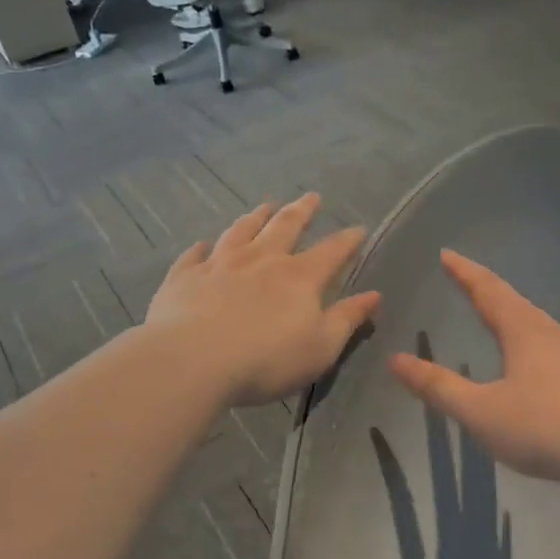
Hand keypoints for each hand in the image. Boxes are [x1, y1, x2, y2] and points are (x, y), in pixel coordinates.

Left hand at [147, 194, 379, 407]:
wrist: (192, 361)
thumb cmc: (266, 360)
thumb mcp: (321, 347)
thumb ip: (347, 319)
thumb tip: (374, 295)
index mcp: (299, 277)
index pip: (331, 251)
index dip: (348, 239)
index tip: (358, 228)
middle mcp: (261, 260)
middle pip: (285, 226)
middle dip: (302, 211)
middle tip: (311, 197)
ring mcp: (220, 264)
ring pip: (241, 231)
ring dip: (255, 217)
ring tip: (264, 207)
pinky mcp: (185, 277)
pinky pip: (195, 255)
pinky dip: (201, 247)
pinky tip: (202, 244)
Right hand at [388, 251, 559, 488]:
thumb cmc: (543, 426)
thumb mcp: (480, 411)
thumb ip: (439, 387)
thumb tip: (396, 360)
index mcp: (522, 330)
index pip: (487, 289)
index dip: (464, 271)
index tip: (446, 254)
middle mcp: (549, 332)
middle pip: (513, 300)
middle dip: (486, 287)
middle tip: (464, 279)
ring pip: (534, 321)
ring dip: (510, 312)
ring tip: (494, 314)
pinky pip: (548, 344)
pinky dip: (527, 337)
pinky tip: (530, 360)